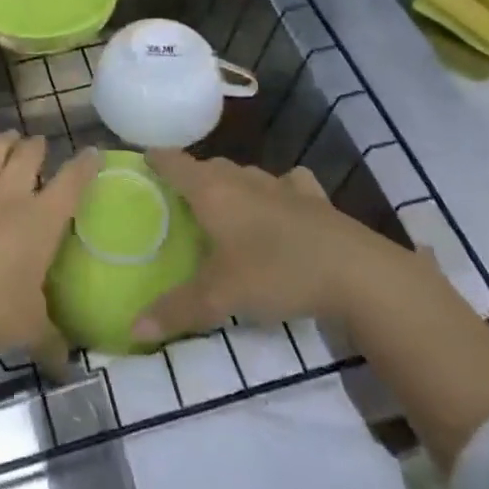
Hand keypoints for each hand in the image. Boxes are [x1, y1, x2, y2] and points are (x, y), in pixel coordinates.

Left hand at [0, 128, 98, 358]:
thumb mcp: (27, 330)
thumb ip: (51, 341)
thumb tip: (68, 366)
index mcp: (41, 222)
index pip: (72, 184)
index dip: (84, 165)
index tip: (92, 153)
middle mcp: (10, 194)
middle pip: (29, 156)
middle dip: (37, 147)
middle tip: (38, 145)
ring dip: (3, 139)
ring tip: (9, 135)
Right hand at [133, 150, 405, 343]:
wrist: (355, 272)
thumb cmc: (276, 272)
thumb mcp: (220, 297)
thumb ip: (176, 310)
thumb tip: (133, 328)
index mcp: (212, 192)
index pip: (174, 164)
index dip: (156, 160)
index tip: (143, 160)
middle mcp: (242, 180)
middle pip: (209, 167)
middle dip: (192, 177)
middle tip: (180, 199)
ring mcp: (281, 185)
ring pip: (246, 174)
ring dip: (232, 183)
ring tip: (225, 205)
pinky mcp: (314, 198)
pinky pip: (287, 184)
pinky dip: (278, 190)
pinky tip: (282, 203)